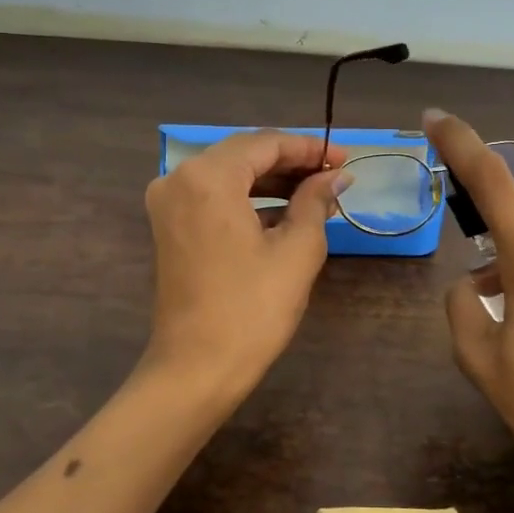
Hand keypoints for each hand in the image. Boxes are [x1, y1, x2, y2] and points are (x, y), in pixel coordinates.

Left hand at [141, 130, 350, 402]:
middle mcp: (178, 178)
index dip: (309, 148)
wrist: (196, 368)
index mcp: (208, 177)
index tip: (345, 158)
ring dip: (270, 180)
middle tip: (334, 173)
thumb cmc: (252, 309)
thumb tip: (335, 176)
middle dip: (290, 162)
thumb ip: (315, 201)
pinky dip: (247, 199)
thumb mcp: (296, 251)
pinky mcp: (169, 226)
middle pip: (243, 154)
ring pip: (228, 175)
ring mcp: (168, 203)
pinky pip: (213, 197)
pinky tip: (283, 211)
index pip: (265, 144)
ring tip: (316, 191)